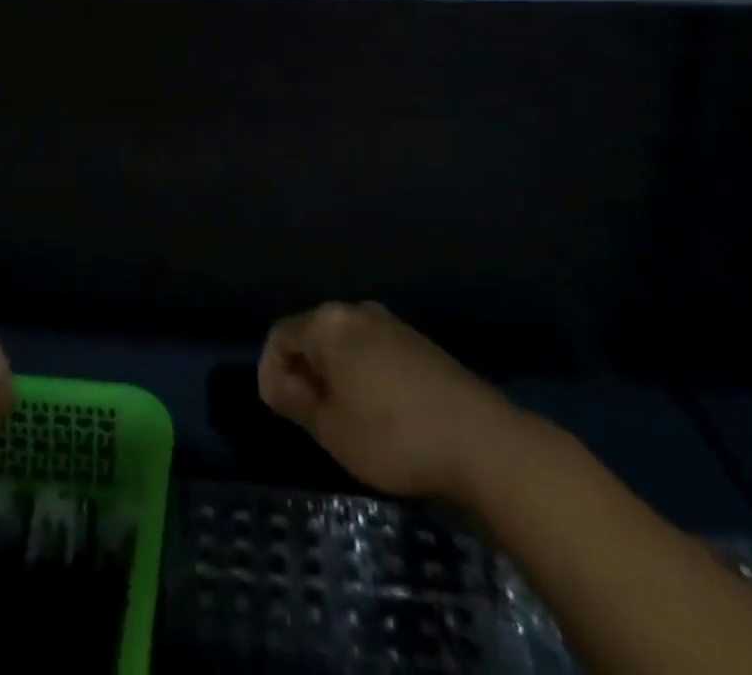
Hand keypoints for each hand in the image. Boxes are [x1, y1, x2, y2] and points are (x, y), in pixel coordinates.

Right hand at [258, 302, 514, 501]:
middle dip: (303, 372)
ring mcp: (390, 322)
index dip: (271, 374)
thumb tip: (282, 384)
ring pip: (343, 343)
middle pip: (311, 334)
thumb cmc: (392, 435)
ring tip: (344, 418)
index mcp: (327, 323)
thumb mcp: (330, 428)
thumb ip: (295, 401)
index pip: (279, 337)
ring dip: (333, 374)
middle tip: (311, 417)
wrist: (480, 440)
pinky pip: (371, 349)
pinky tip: (377, 411)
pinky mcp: (416, 341)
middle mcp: (355, 310)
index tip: (284, 413)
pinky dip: (361, 374)